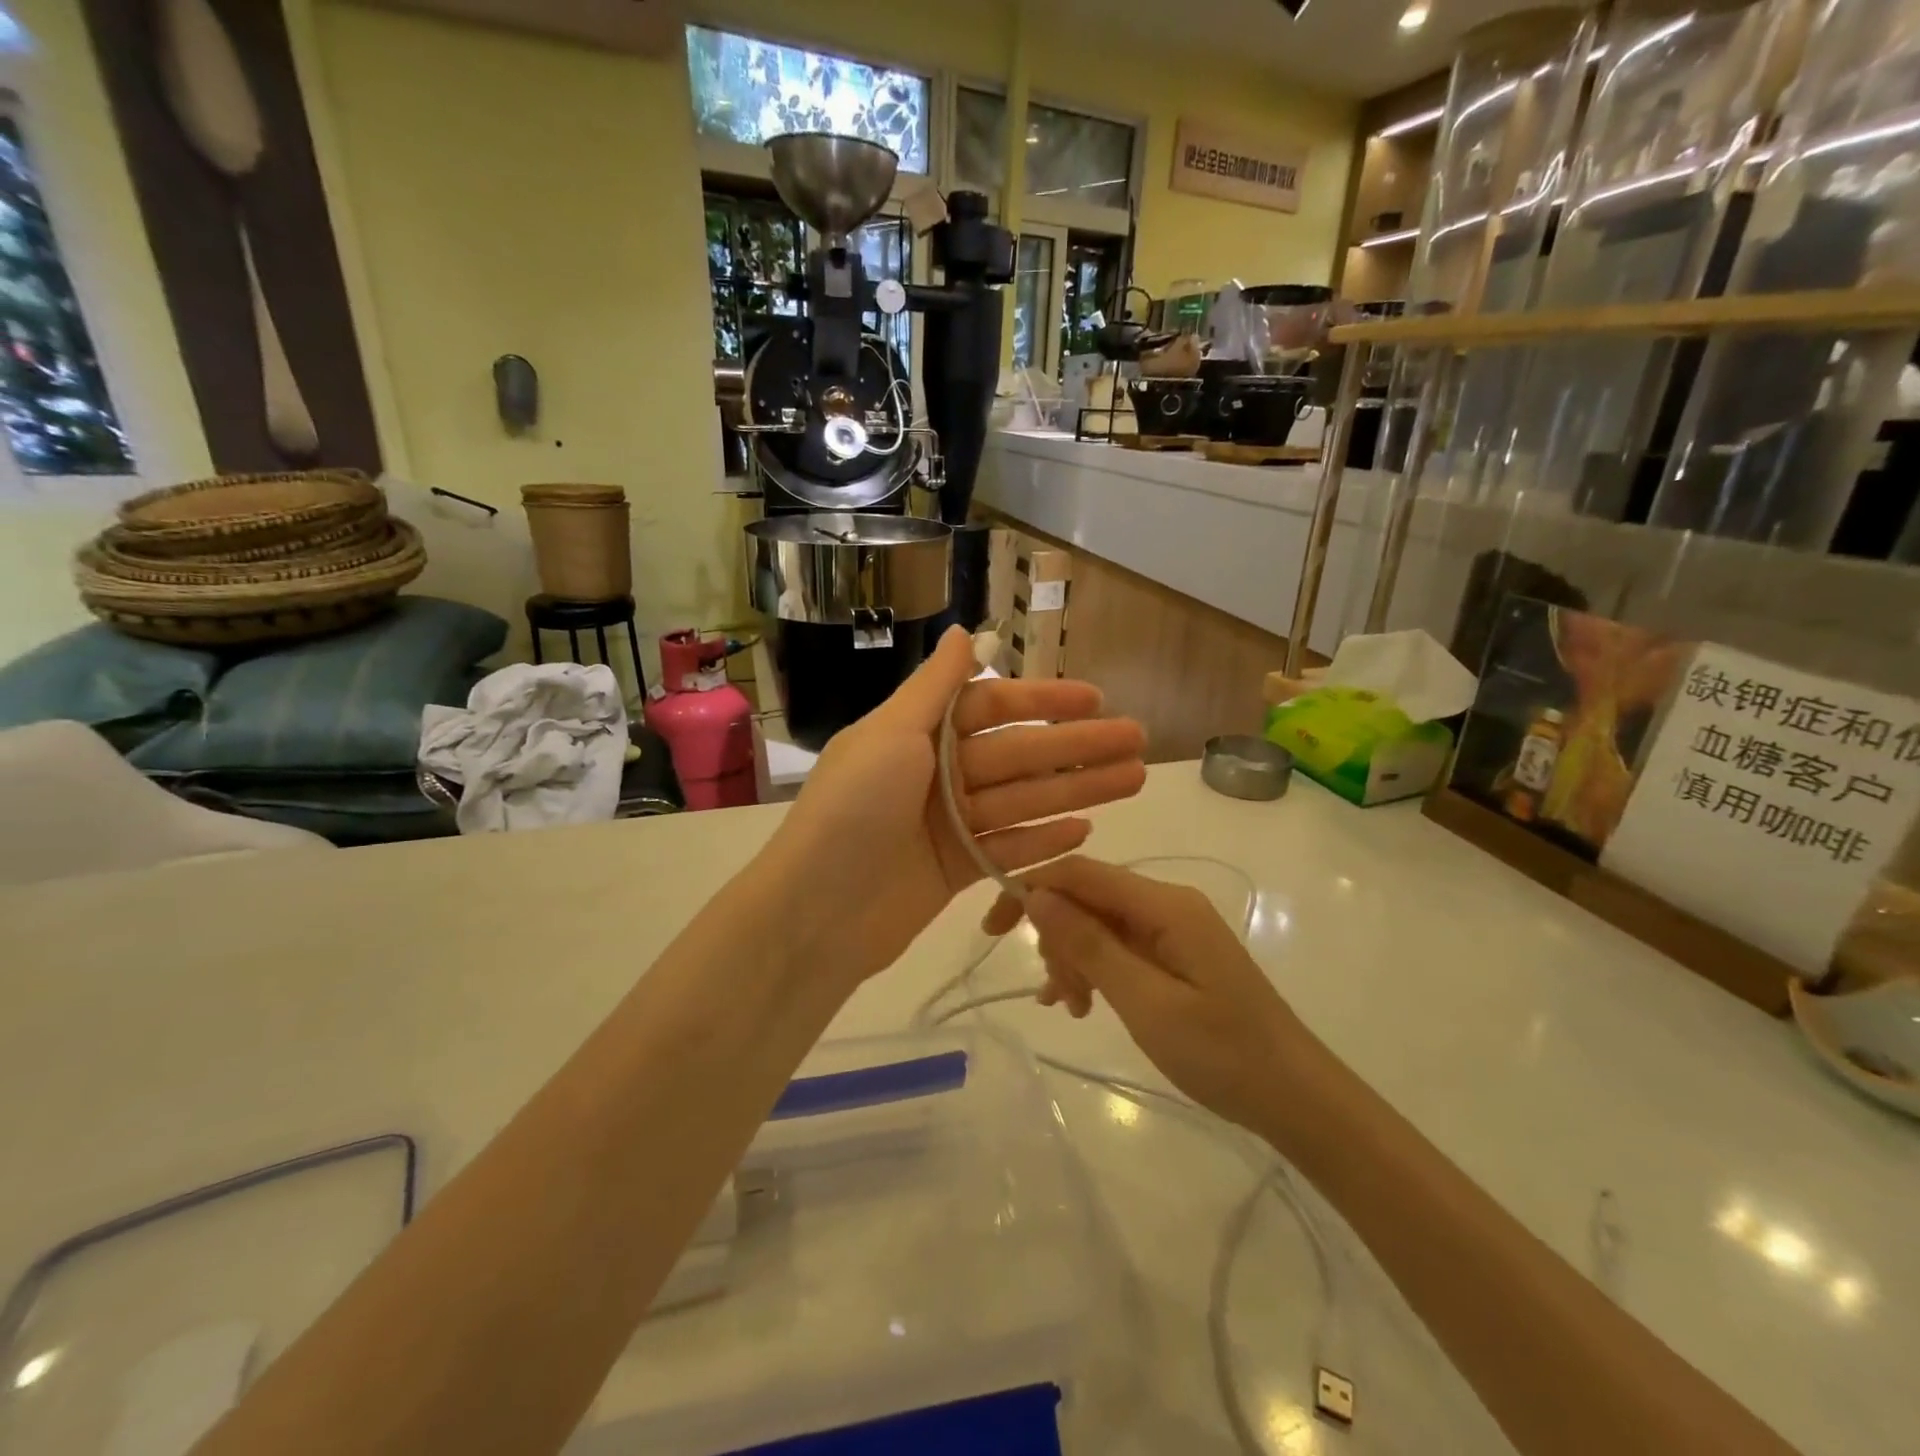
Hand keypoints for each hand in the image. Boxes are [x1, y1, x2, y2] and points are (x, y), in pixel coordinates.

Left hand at [767, 627, 1145, 986]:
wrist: (813, 913)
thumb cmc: (852, 811)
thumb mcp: (889, 734)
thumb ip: (935, 686)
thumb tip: (965, 632)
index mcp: (918, 734)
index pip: (992, 706)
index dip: (1044, 702)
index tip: (1095, 699)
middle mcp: (936, 774)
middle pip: (1019, 755)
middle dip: (1077, 747)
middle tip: (1137, 741)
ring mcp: (948, 825)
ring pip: (1024, 800)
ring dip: (1077, 789)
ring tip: (1134, 779)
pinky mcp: (956, 871)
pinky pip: (1009, 848)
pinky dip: (1044, 840)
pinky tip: (1086, 830)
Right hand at [983, 857, 1304, 1131]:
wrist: (1296, 1097)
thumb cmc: (1222, 1053)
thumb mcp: (1145, 1002)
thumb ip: (1089, 945)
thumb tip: (1036, 896)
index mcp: (1164, 905)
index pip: (1080, 873)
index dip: (1030, 888)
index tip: (992, 928)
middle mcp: (1167, 904)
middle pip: (1088, 897)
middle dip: (1057, 936)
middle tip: (1056, 995)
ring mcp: (1173, 928)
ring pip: (1099, 924)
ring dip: (1074, 958)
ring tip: (1071, 1007)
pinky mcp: (1176, 953)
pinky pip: (1120, 946)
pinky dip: (1095, 969)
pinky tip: (1083, 1003)